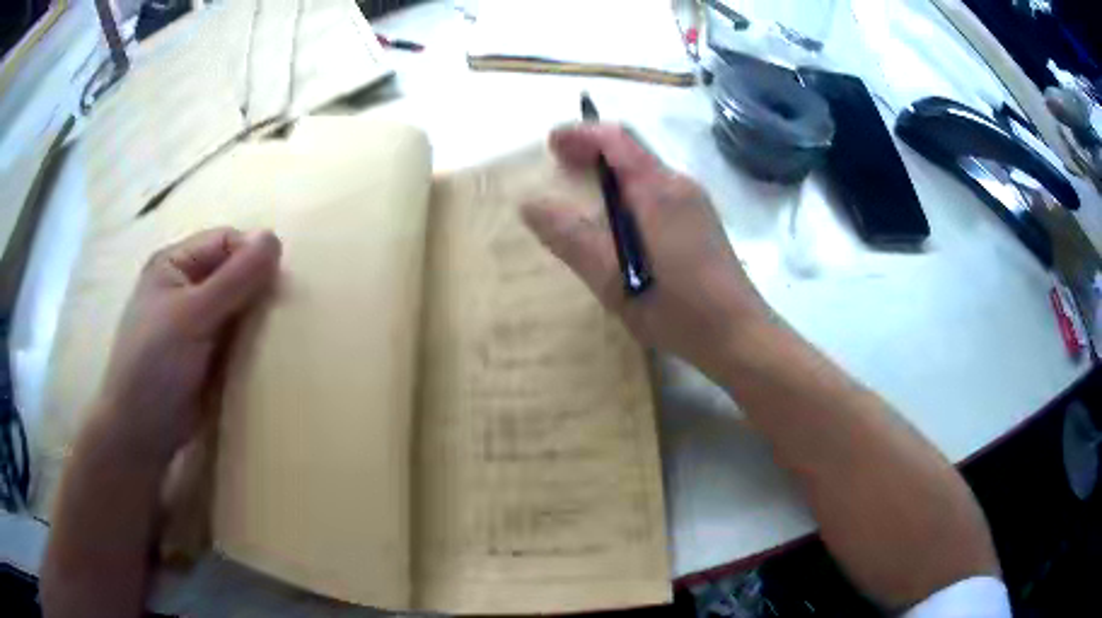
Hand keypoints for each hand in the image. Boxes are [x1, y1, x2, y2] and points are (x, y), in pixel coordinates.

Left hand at [96, 227, 281, 466]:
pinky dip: (254, 343)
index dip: (252, 257)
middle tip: (280, 317)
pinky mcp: (208, 354)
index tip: (275, 288)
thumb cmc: (154, 366)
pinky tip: (266, 356)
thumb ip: (233, 279)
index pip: (226, 241)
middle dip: (258, 290)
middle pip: (234, 273)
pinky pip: (239, 337)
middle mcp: (187, 286)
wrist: (141, 433)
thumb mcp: (191, 316)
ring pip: (240, 307)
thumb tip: (274, 238)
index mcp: (175, 264)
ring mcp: (197, 322)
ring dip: (258, 319)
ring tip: (277, 339)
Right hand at [523, 124, 770, 376]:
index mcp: (657, 188)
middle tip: (560, 168)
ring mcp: (696, 204)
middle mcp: (679, 185)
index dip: (580, 134)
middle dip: (592, 152)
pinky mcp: (703, 224)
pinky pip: (659, 194)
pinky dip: (631, 194)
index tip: (551, 144)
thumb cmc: (673, 306)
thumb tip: (530, 203)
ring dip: (612, 175)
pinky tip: (621, 226)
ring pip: (646, 174)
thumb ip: (568, 235)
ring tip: (584, 197)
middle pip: (632, 152)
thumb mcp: (610, 275)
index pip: (615, 139)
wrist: (736, 334)